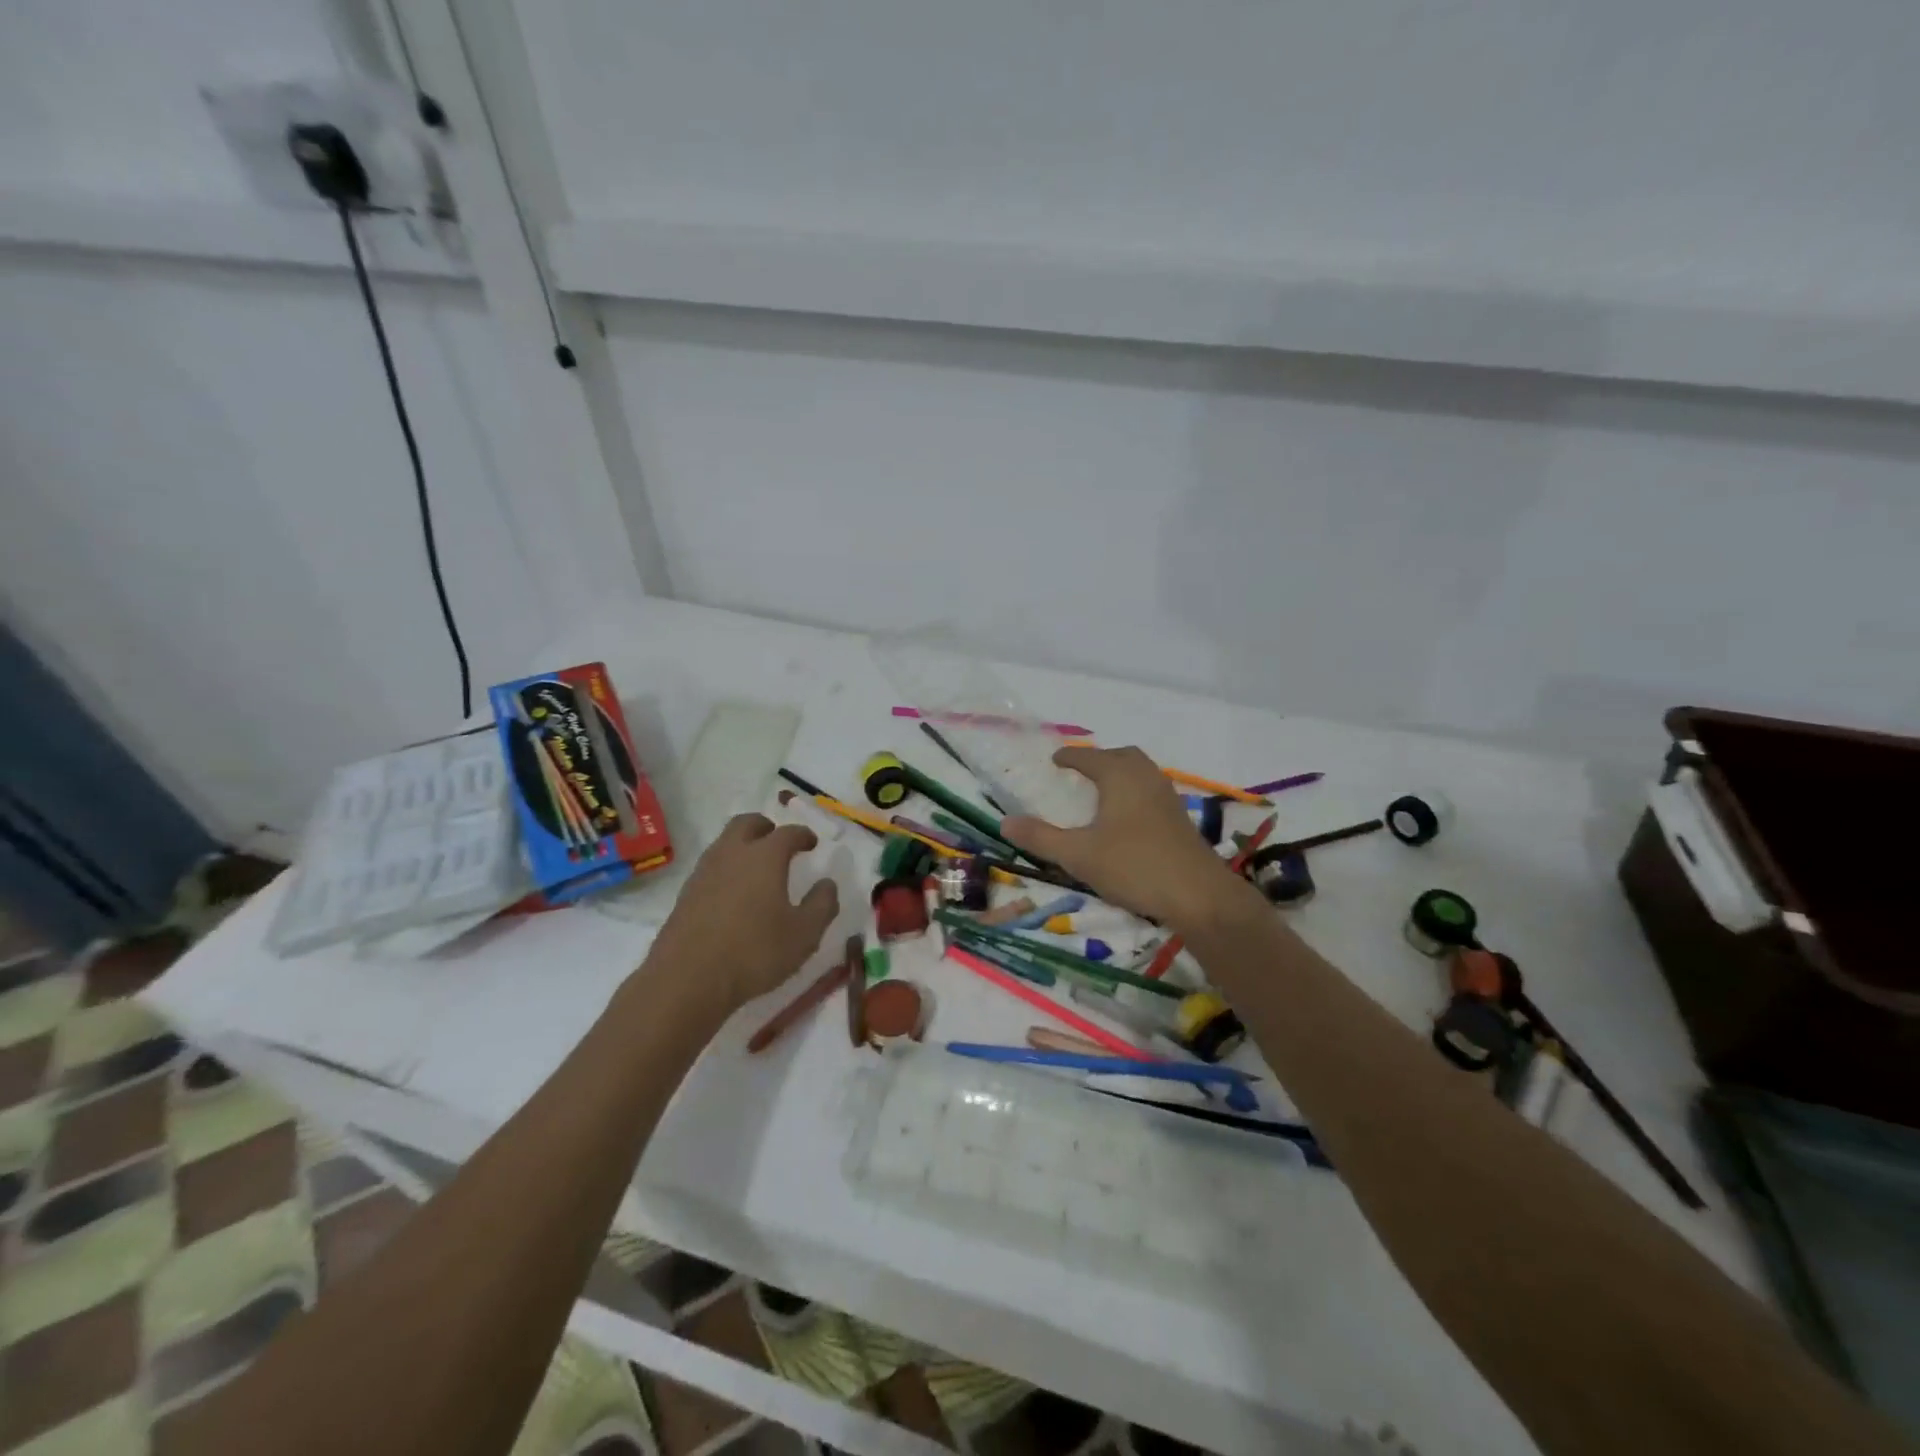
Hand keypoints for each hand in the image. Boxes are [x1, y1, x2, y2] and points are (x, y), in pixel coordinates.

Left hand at [643, 813, 839, 1015]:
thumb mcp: (804, 933)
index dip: (803, 835)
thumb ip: (822, 904)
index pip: (788, 833)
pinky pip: (711, 868)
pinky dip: (726, 869)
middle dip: (765, 827)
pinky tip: (734, 894)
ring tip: (756, 868)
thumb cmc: (755, 951)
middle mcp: (732, 854)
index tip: (811, 843)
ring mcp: (704, 872)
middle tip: (778, 841)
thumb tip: (827, 884)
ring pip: (724, 843)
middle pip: (747, 824)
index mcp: (765, 856)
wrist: (687, 979)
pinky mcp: (685, 894)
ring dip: (742, 846)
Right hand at [1003, 746, 1246, 929]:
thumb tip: (1006, 822)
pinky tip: (1126, 819)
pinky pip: (1151, 791)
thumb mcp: (1079, 855)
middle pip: (1122, 756)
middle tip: (1080, 773)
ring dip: (1120, 774)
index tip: (1055, 760)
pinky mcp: (1180, 819)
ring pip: (1141, 772)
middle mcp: (1146, 778)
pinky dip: (1134, 792)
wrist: (1198, 896)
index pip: (1090, 757)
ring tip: (1101, 793)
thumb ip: (1041, 837)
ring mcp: (1167, 797)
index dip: (1070, 757)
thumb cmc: (1133, 866)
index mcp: (1120, 776)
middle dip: (1100, 759)